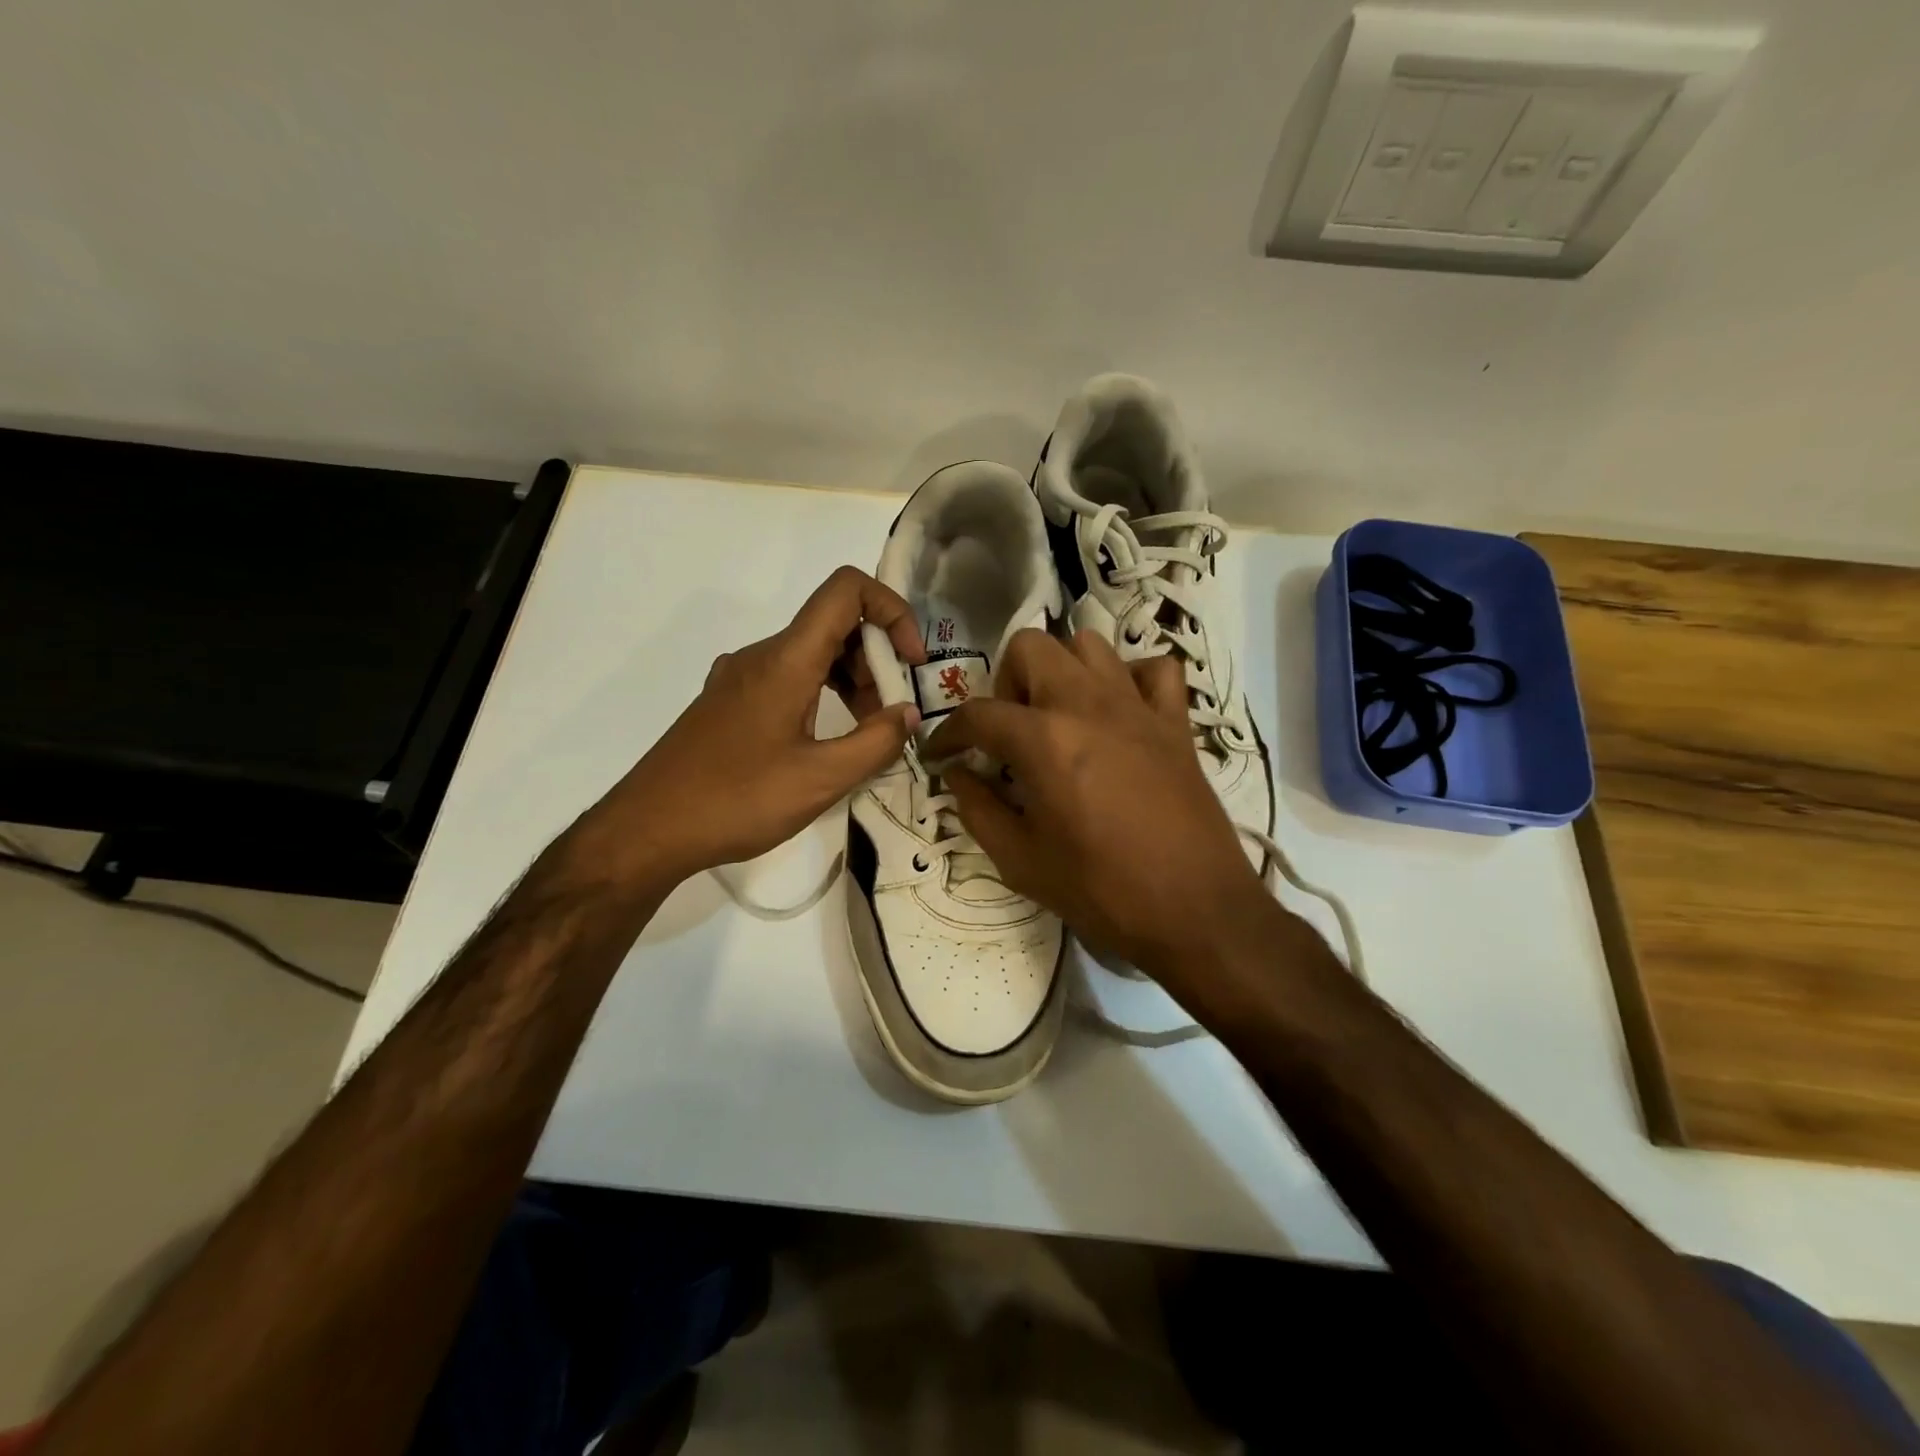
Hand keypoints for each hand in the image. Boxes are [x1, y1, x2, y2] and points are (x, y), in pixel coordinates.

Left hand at [590, 566, 925, 884]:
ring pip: (811, 655)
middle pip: (834, 625)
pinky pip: (788, 678)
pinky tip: (826, 743)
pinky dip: (821, 695)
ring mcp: (739, 677)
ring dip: (850, 682)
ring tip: (866, 735)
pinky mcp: (728, 702)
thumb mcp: (820, 780)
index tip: (911, 663)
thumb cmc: (736, 801)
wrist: (647, 830)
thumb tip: (908, 714)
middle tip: (891, 716)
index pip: (846, 591)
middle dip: (877, 660)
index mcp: (786, 660)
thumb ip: (875, 743)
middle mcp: (762, 655)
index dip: (892, 611)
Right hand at [927, 629, 1275, 987]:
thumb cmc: (1101, 892)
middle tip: (1009, 733)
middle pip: (1030, 647)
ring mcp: (1137, 706)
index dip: (948, 734)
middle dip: (1005, 682)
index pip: (978, 714)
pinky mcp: (1176, 721)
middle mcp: (1087, 704)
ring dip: (1062, 670)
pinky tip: (1119, 713)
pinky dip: (1130, 679)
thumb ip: (978, 810)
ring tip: (1058, 717)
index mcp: (1043, 740)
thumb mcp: (1020, 861)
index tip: (941, 755)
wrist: (1195, 913)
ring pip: (1089, 644)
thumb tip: (957, 775)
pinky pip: (1154, 670)